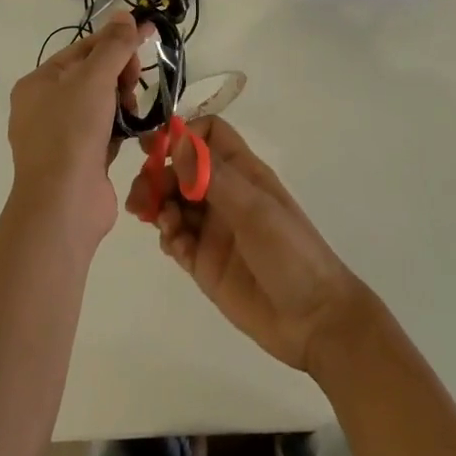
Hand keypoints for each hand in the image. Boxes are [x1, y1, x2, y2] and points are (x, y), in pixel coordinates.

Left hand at [7, 11, 141, 249]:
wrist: (64, 205)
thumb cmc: (72, 132)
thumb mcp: (94, 78)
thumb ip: (113, 45)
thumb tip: (125, 14)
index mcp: (38, 83)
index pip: (83, 49)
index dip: (116, 40)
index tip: (147, 33)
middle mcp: (44, 108)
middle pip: (93, 75)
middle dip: (119, 75)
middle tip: (133, 83)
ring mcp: (60, 137)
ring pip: (101, 104)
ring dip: (122, 103)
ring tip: (132, 113)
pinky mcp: (78, 161)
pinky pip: (104, 132)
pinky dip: (119, 129)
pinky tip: (132, 132)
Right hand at [126, 115, 370, 372]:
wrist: (312, 320)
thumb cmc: (290, 251)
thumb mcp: (254, 209)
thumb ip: (213, 176)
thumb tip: (176, 140)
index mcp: (241, 171)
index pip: (207, 135)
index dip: (183, 135)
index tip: (157, 148)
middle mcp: (223, 194)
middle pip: (181, 168)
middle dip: (158, 173)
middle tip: (143, 192)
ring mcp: (211, 228)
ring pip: (172, 202)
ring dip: (157, 203)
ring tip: (153, 216)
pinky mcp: (202, 261)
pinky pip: (174, 238)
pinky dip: (167, 235)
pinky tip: (174, 244)